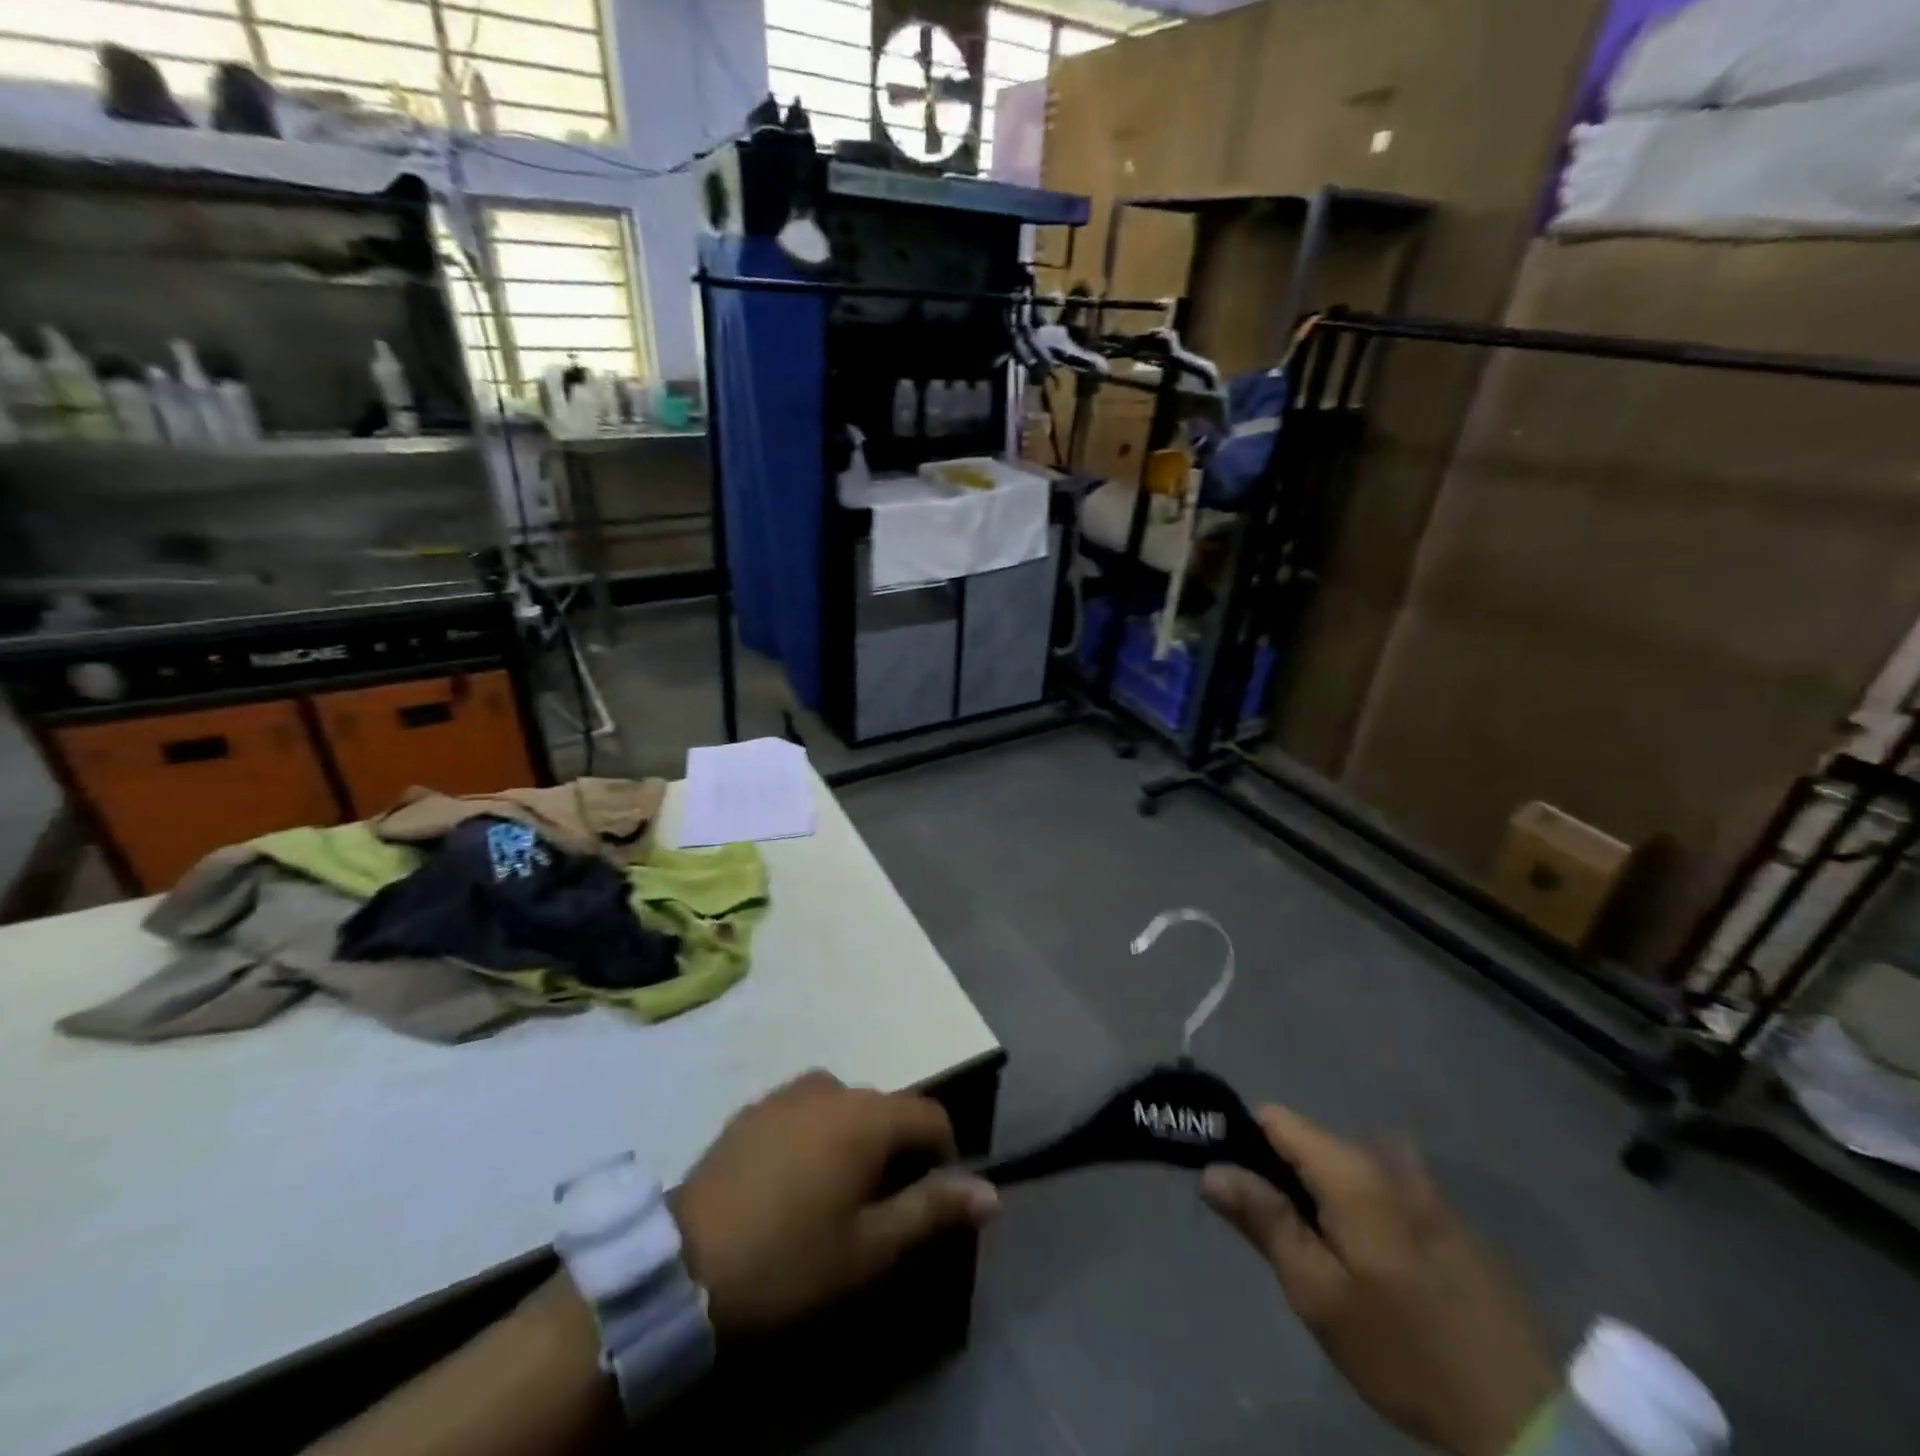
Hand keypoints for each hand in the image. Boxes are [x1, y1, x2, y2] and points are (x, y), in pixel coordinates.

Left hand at [669, 1070, 998, 1337]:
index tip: (929, 1201)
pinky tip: (792, 1182)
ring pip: (844, 1107)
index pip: (931, 1115)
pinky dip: (816, 1135)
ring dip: (854, 1139)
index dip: (944, 1154)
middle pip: (886, 1109)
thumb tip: (992, 1192)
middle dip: (896, 1150)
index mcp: (866, 1115)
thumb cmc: (789, 1260)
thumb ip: (932, 1211)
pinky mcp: (752, 1109)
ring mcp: (786, 1093)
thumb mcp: (869, 1250)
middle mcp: (831, 1087)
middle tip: (878, 1210)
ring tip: (835, 1194)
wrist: (682, 1267)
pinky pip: (804, 1111)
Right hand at [1201, 1107, 1557, 1455]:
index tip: (1237, 1189)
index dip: (1245, 1143)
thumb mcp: (1319, 1294)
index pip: (1275, 1118)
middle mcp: (1389, 1160)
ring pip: (1346, 1168)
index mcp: (1353, 1169)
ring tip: (1330, 1261)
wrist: (1527, 1420)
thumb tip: (1212, 1169)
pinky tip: (1377, 1270)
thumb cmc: (1405, 1350)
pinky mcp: (1451, 1218)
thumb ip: (1264, 1221)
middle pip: (1310, 1143)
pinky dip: (1362, 1212)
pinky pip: (1383, 1190)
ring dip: (1325, 1199)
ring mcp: (1427, 1187)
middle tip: (1287, 1244)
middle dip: (1286, 1180)